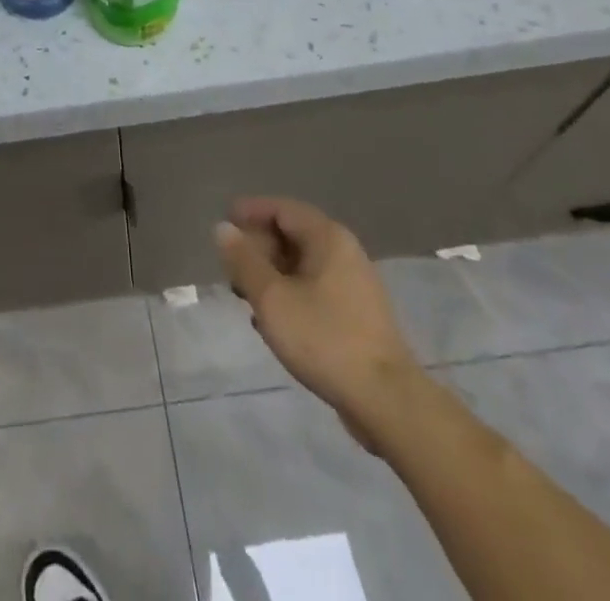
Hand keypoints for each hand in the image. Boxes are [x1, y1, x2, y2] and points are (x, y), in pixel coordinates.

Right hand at [215, 197, 423, 446]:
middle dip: (258, 247)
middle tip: (231, 268)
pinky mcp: (358, 314)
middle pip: (292, 234)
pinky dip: (290, 293)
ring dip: (272, 274)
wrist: (386, 401)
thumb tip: (223, 228)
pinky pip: (315, 288)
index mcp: (327, 237)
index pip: (281, 209)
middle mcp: (344, 251)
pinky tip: (273, 320)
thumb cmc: (324, 338)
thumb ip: (244, 260)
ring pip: (303, 264)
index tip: (224, 223)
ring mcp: (354, 284)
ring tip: (246, 296)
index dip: (250, 212)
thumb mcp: (271, 298)